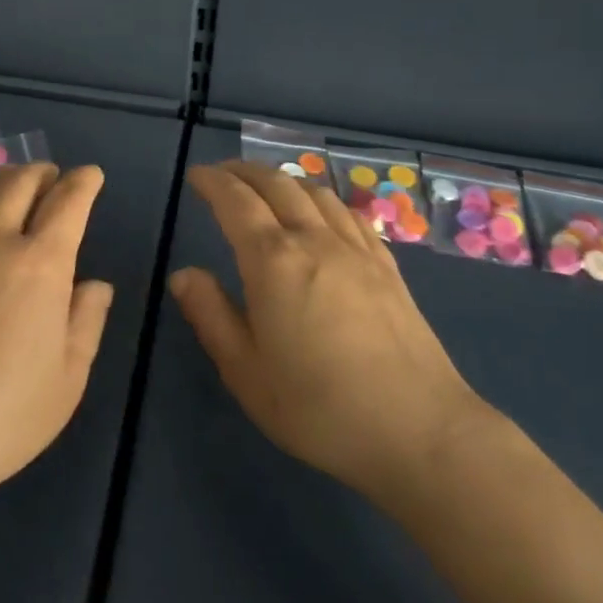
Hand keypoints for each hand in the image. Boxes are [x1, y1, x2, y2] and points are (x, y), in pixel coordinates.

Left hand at [0, 164, 114, 506]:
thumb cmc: (2, 415)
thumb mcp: (68, 379)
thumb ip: (87, 322)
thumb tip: (95, 285)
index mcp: (40, 263)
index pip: (68, 201)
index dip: (84, 182)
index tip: (91, 175)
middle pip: (21, 181)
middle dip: (43, 173)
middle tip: (52, 179)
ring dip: (4, 177)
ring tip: (12, 186)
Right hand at [170, 162, 493, 512]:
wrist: (419, 431)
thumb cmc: (319, 407)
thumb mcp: (245, 372)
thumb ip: (210, 315)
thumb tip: (183, 274)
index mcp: (272, 261)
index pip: (235, 202)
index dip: (212, 182)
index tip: (196, 175)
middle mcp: (314, 240)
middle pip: (276, 185)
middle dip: (244, 171)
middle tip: (222, 173)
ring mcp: (356, 250)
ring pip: (315, 193)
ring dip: (284, 179)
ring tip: (266, 184)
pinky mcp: (387, 267)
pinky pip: (349, 214)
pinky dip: (323, 199)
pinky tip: (322, 211)